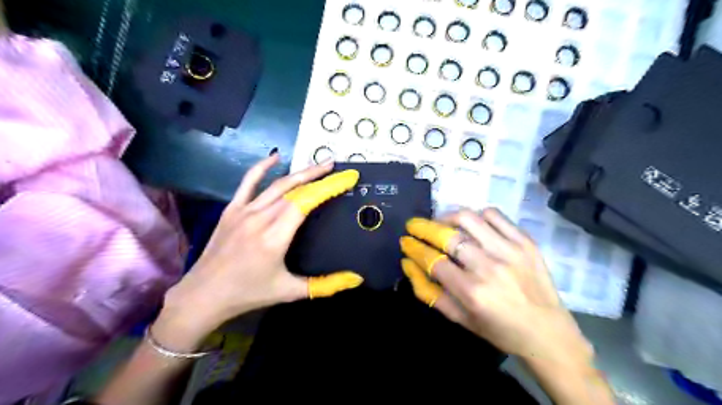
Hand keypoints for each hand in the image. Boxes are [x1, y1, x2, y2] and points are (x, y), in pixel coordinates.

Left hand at [157, 155, 360, 344]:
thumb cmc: (249, 293)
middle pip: (294, 189)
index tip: (346, 177)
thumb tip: (356, 279)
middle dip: (318, 176)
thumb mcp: (290, 291)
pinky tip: (275, 157)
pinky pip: (248, 182)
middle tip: (337, 167)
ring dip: (300, 172)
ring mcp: (244, 211)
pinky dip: (262, 167)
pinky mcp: (231, 210)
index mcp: (275, 237)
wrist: (203, 295)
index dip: (328, 187)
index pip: (306, 202)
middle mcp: (260, 218)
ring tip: (319, 164)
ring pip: (277, 185)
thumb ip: (325, 285)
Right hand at [401, 210, 592, 369]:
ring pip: (468, 218)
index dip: (414, 248)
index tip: (405, 241)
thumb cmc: (499, 330)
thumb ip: (429, 293)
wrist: (548, 332)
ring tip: (441, 223)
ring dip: (447, 218)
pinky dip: (477, 216)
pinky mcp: (525, 241)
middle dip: (423, 227)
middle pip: (447, 236)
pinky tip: (472, 226)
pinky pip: (494, 215)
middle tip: (414, 226)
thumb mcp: (459, 319)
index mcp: (472, 291)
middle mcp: (489, 267)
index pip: (432, 260)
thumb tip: (409, 265)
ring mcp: (509, 250)